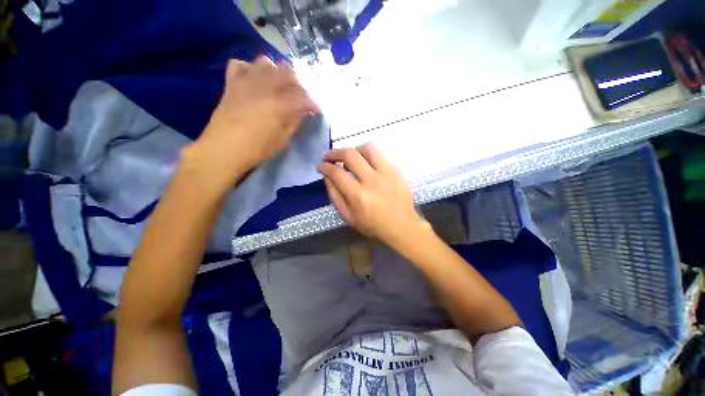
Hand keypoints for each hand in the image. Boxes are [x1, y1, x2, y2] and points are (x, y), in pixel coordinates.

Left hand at [185, 56, 320, 188]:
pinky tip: (254, 80)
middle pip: (286, 73)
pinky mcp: (232, 84)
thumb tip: (302, 111)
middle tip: (300, 98)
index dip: (312, 103)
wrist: (223, 149)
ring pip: (265, 62)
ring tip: (279, 85)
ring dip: (276, 72)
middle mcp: (264, 87)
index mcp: (279, 104)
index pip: (302, 97)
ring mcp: (246, 82)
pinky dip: (250, 69)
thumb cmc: (257, 149)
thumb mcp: (282, 140)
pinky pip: (240, 65)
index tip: (316, 111)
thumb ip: (294, 122)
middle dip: (298, 84)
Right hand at [318, 144, 426, 246]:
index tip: (321, 166)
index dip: (325, 167)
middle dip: (335, 152)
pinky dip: (368, 155)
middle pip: (350, 155)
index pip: (337, 173)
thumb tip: (327, 177)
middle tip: (329, 157)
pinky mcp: (396, 171)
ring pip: (367, 148)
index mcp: (359, 196)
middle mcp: (372, 181)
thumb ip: (335, 196)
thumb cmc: (373, 225)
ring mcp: (387, 173)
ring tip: (350, 158)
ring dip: (354, 150)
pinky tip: (366, 163)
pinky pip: (380, 154)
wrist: (402, 226)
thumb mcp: (348, 217)